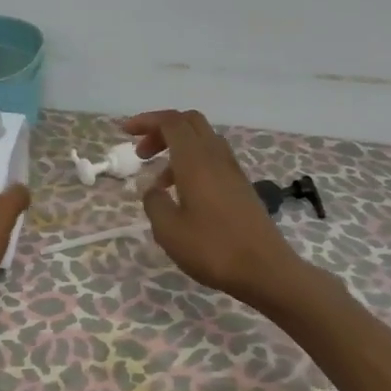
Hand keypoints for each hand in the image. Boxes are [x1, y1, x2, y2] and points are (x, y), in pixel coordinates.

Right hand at [122, 109, 308, 310]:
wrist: (265, 270)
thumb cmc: (213, 249)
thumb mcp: (169, 230)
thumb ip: (154, 203)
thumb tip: (153, 190)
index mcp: (196, 160)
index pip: (171, 122)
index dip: (146, 121)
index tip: (124, 132)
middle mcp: (216, 157)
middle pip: (189, 123)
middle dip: (161, 130)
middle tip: (142, 153)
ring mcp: (232, 171)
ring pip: (202, 140)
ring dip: (177, 149)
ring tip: (159, 182)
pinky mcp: (241, 186)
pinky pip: (212, 159)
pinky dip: (192, 164)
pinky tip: (183, 194)